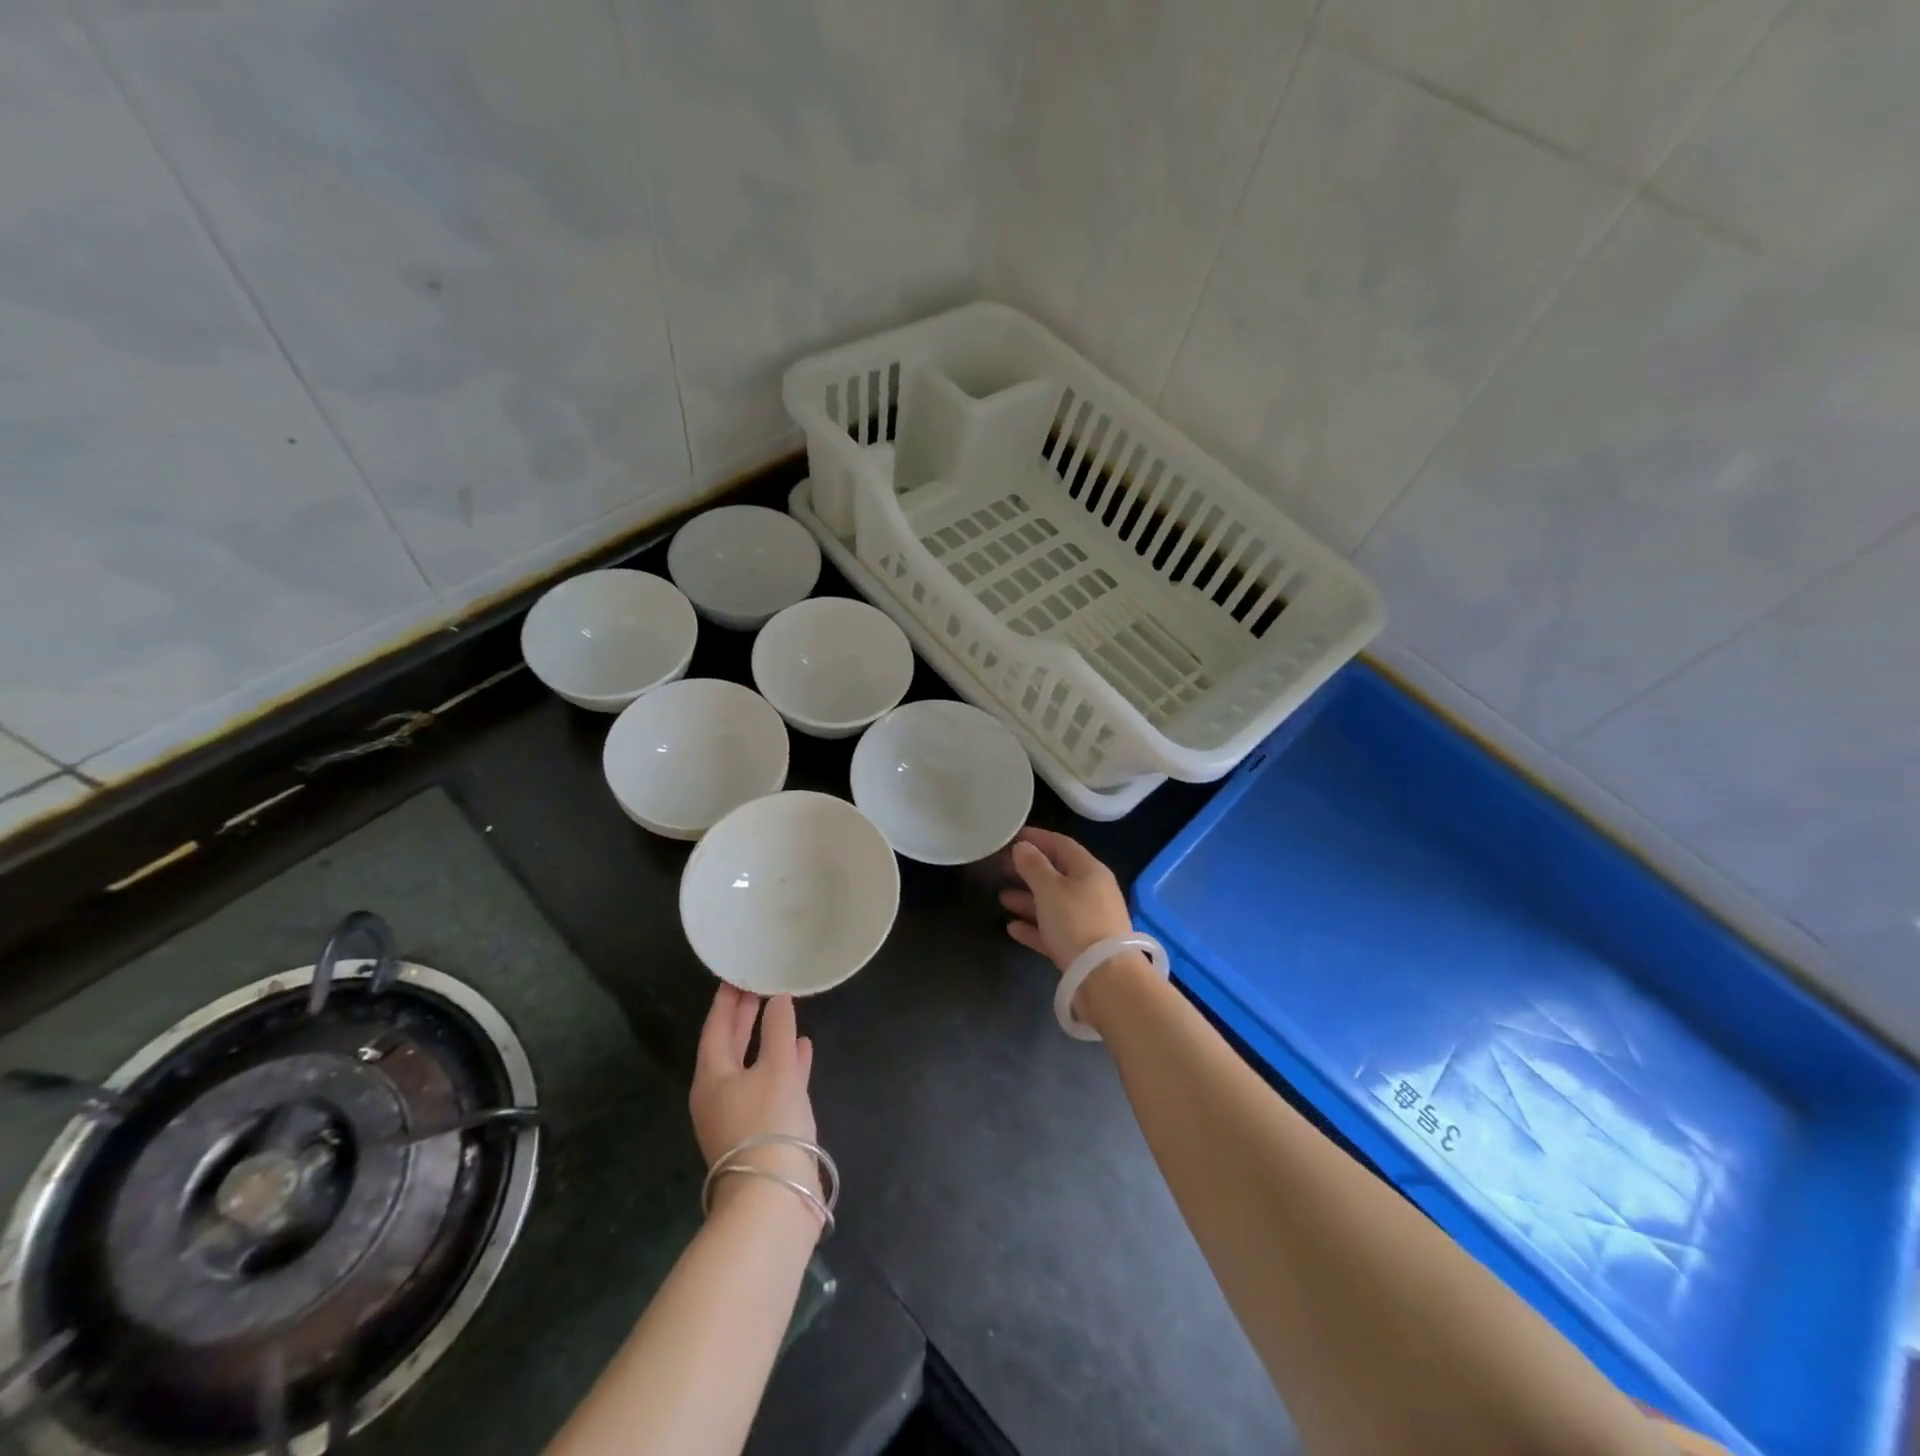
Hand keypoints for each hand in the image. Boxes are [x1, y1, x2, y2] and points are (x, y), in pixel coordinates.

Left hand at [690, 985, 818, 1208]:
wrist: (774, 1199)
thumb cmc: (768, 1124)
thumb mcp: (776, 1068)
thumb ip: (778, 1030)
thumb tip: (777, 999)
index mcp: (711, 1077)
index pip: (716, 1027)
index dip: (727, 1000)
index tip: (737, 975)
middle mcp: (719, 1095)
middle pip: (730, 1046)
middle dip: (745, 1017)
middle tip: (760, 986)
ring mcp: (739, 1115)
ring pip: (753, 1065)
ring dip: (767, 1039)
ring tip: (785, 1012)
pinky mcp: (762, 1131)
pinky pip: (771, 1084)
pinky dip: (785, 1064)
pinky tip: (804, 1050)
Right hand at [999, 826, 1133, 971]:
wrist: (1105, 977)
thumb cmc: (1076, 922)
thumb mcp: (1050, 889)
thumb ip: (1033, 866)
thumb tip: (1022, 847)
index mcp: (1089, 871)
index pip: (1061, 845)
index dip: (1036, 838)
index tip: (1012, 836)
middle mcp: (1091, 891)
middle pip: (1056, 874)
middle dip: (1028, 870)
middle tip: (1000, 868)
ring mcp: (1088, 920)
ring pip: (1053, 903)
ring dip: (1027, 899)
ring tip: (1001, 897)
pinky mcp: (1081, 947)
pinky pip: (1053, 930)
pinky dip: (1033, 927)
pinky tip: (1012, 927)